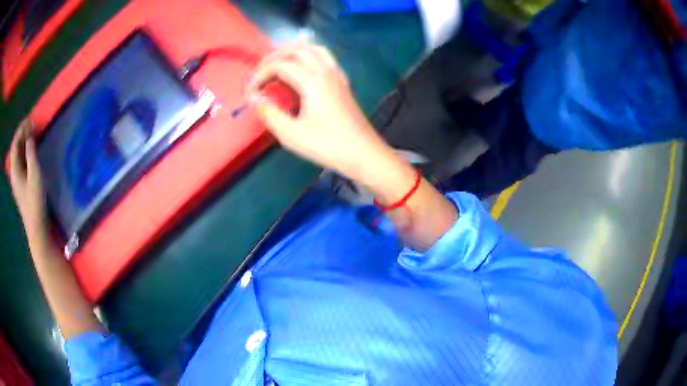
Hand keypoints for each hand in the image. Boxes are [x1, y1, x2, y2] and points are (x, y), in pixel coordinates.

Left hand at [9, 119, 47, 236]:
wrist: (36, 227)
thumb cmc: (35, 200)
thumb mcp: (34, 174)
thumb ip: (31, 153)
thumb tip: (30, 137)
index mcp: (14, 169)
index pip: (15, 144)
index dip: (21, 129)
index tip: (31, 120)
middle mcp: (14, 172)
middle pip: (16, 148)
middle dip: (23, 134)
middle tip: (33, 125)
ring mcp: (17, 179)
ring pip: (18, 155)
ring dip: (24, 142)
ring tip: (33, 134)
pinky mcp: (21, 184)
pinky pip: (21, 161)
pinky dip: (25, 151)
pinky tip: (31, 149)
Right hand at [246, 43, 400, 185]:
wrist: (364, 153)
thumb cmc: (329, 146)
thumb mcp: (293, 135)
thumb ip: (270, 113)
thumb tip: (254, 98)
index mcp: (312, 81)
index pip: (280, 65)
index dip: (260, 75)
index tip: (250, 92)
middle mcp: (326, 71)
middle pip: (296, 49)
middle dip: (273, 57)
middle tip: (259, 73)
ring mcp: (337, 74)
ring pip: (313, 48)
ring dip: (292, 52)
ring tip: (277, 64)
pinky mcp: (343, 81)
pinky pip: (324, 57)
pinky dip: (308, 56)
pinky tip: (302, 69)